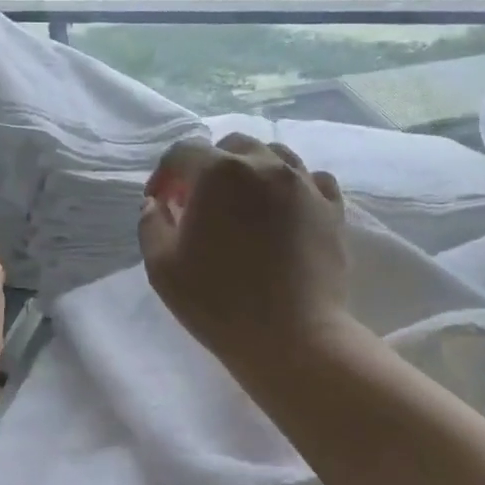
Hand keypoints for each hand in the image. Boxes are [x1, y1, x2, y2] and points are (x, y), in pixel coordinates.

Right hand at [139, 134, 348, 370]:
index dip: (164, 174)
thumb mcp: (162, 268)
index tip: (160, 203)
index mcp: (218, 173)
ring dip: (251, 170)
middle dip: (208, 167)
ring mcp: (304, 184)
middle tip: (200, 203)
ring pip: (274, 155)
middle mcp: (264, 165)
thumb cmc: (218, 303)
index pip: (182, 153)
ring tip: (243, 202)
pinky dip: (293, 185)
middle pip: (230, 146)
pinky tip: (285, 208)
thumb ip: (151, 225)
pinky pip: (312, 179)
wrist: (293, 338)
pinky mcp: (333, 208)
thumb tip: (156, 204)